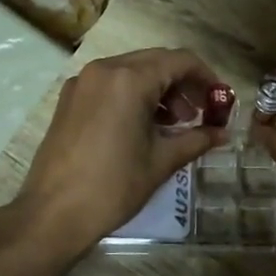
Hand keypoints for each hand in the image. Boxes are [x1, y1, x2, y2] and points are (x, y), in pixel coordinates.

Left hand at [18, 47, 228, 253]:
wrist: (53, 214)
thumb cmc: (113, 186)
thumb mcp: (161, 162)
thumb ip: (196, 139)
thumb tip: (223, 133)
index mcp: (129, 79)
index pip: (180, 61)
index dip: (206, 77)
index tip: (221, 100)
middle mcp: (104, 70)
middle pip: (156, 62)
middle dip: (183, 84)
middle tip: (201, 113)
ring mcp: (83, 82)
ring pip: (132, 71)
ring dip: (159, 90)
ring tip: (175, 124)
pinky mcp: (69, 99)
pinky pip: (111, 84)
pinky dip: (134, 96)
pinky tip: (144, 126)